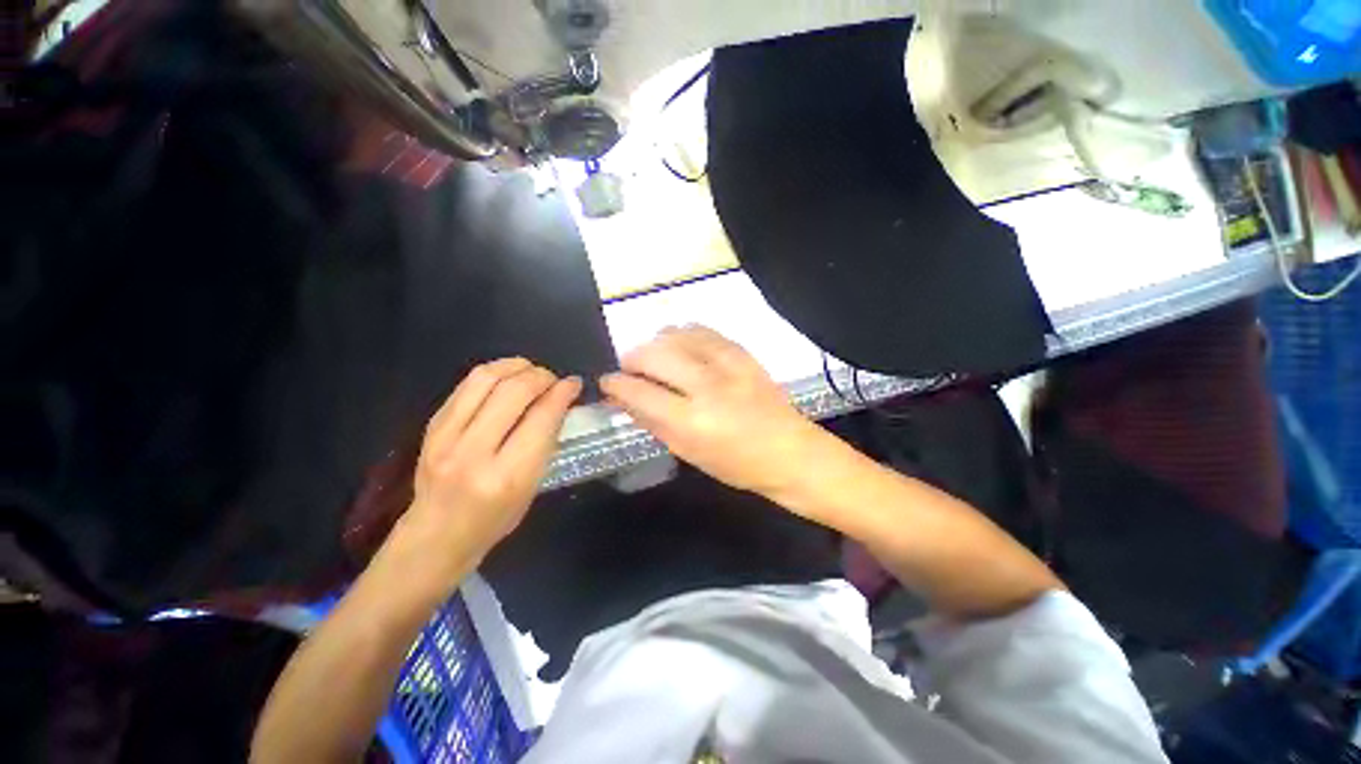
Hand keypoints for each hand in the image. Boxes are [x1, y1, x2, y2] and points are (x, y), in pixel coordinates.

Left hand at [393, 359, 580, 585]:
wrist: (435, 536)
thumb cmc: (495, 519)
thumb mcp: (532, 487)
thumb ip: (545, 442)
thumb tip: (559, 402)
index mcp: (506, 475)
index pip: (541, 418)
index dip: (562, 393)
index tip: (573, 384)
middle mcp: (473, 452)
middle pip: (513, 391)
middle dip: (541, 376)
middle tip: (553, 379)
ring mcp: (446, 436)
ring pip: (485, 379)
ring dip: (515, 366)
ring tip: (531, 370)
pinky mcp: (431, 425)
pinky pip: (466, 385)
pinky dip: (493, 374)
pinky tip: (506, 377)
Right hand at [600, 326, 832, 497]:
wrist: (789, 451)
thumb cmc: (736, 464)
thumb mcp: (687, 452)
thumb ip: (652, 421)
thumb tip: (623, 398)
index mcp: (691, 421)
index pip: (639, 391)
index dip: (615, 383)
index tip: (607, 381)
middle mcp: (707, 386)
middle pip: (654, 354)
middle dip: (632, 357)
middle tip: (629, 368)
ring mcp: (727, 365)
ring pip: (677, 334)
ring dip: (657, 342)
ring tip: (655, 356)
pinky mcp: (743, 353)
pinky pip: (704, 331)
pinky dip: (684, 334)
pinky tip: (681, 345)